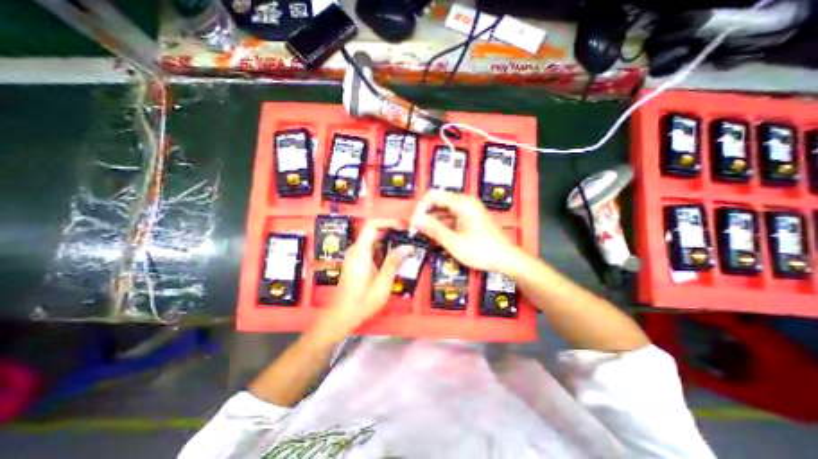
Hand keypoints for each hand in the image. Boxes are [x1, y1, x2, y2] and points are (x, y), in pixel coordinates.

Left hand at [309, 218, 412, 343]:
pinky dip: (384, 247)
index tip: (404, 227)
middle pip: (374, 230)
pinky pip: (372, 247)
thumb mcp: (382, 284)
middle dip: (392, 230)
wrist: (342, 315)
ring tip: (406, 245)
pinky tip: (395, 256)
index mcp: (360, 252)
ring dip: (389, 239)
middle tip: (409, 235)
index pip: (372, 225)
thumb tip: (408, 247)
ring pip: (373, 238)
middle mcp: (355, 250)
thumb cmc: (361, 302)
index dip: (389, 222)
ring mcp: (355, 255)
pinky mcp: (357, 260)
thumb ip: (394, 263)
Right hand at [412, 189, 519, 273]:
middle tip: (414, 231)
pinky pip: (449, 218)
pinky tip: (435, 237)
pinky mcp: (468, 219)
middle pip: (437, 202)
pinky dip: (441, 226)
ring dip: (432, 222)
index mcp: (462, 203)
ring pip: (442, 211)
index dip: (420, 208)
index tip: (413, 223)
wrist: (506, 260)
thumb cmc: (482, 251)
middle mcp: (464, 202)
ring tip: (422, 235)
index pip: (433, 195)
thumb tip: (415, 219)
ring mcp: (467, 210)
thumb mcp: (454, 242)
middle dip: (424, 215)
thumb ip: (433, 229)